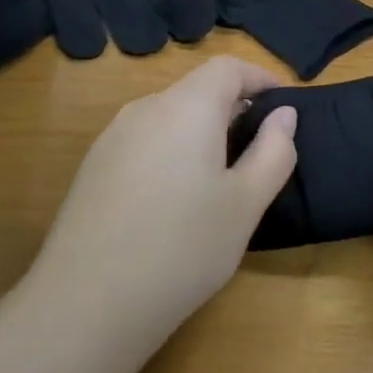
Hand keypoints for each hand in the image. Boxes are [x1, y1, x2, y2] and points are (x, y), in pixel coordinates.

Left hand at [26, 57, 296, 361]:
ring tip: (222, 178)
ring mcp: (112, 138)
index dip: (261, 78)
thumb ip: (273, 152)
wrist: (87, 305)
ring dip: (202, 132)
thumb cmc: (183, 248)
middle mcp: (145, 109)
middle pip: (197, 90)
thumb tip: (284, 115)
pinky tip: (176, 200)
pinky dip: (172, 151)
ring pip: (169, 116)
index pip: (228, 67)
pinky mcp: (93, 168)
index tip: (286, 106)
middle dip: (234, 108)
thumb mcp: (245, 204)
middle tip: (261, 149)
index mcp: (186, 108)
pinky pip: (145, 142)